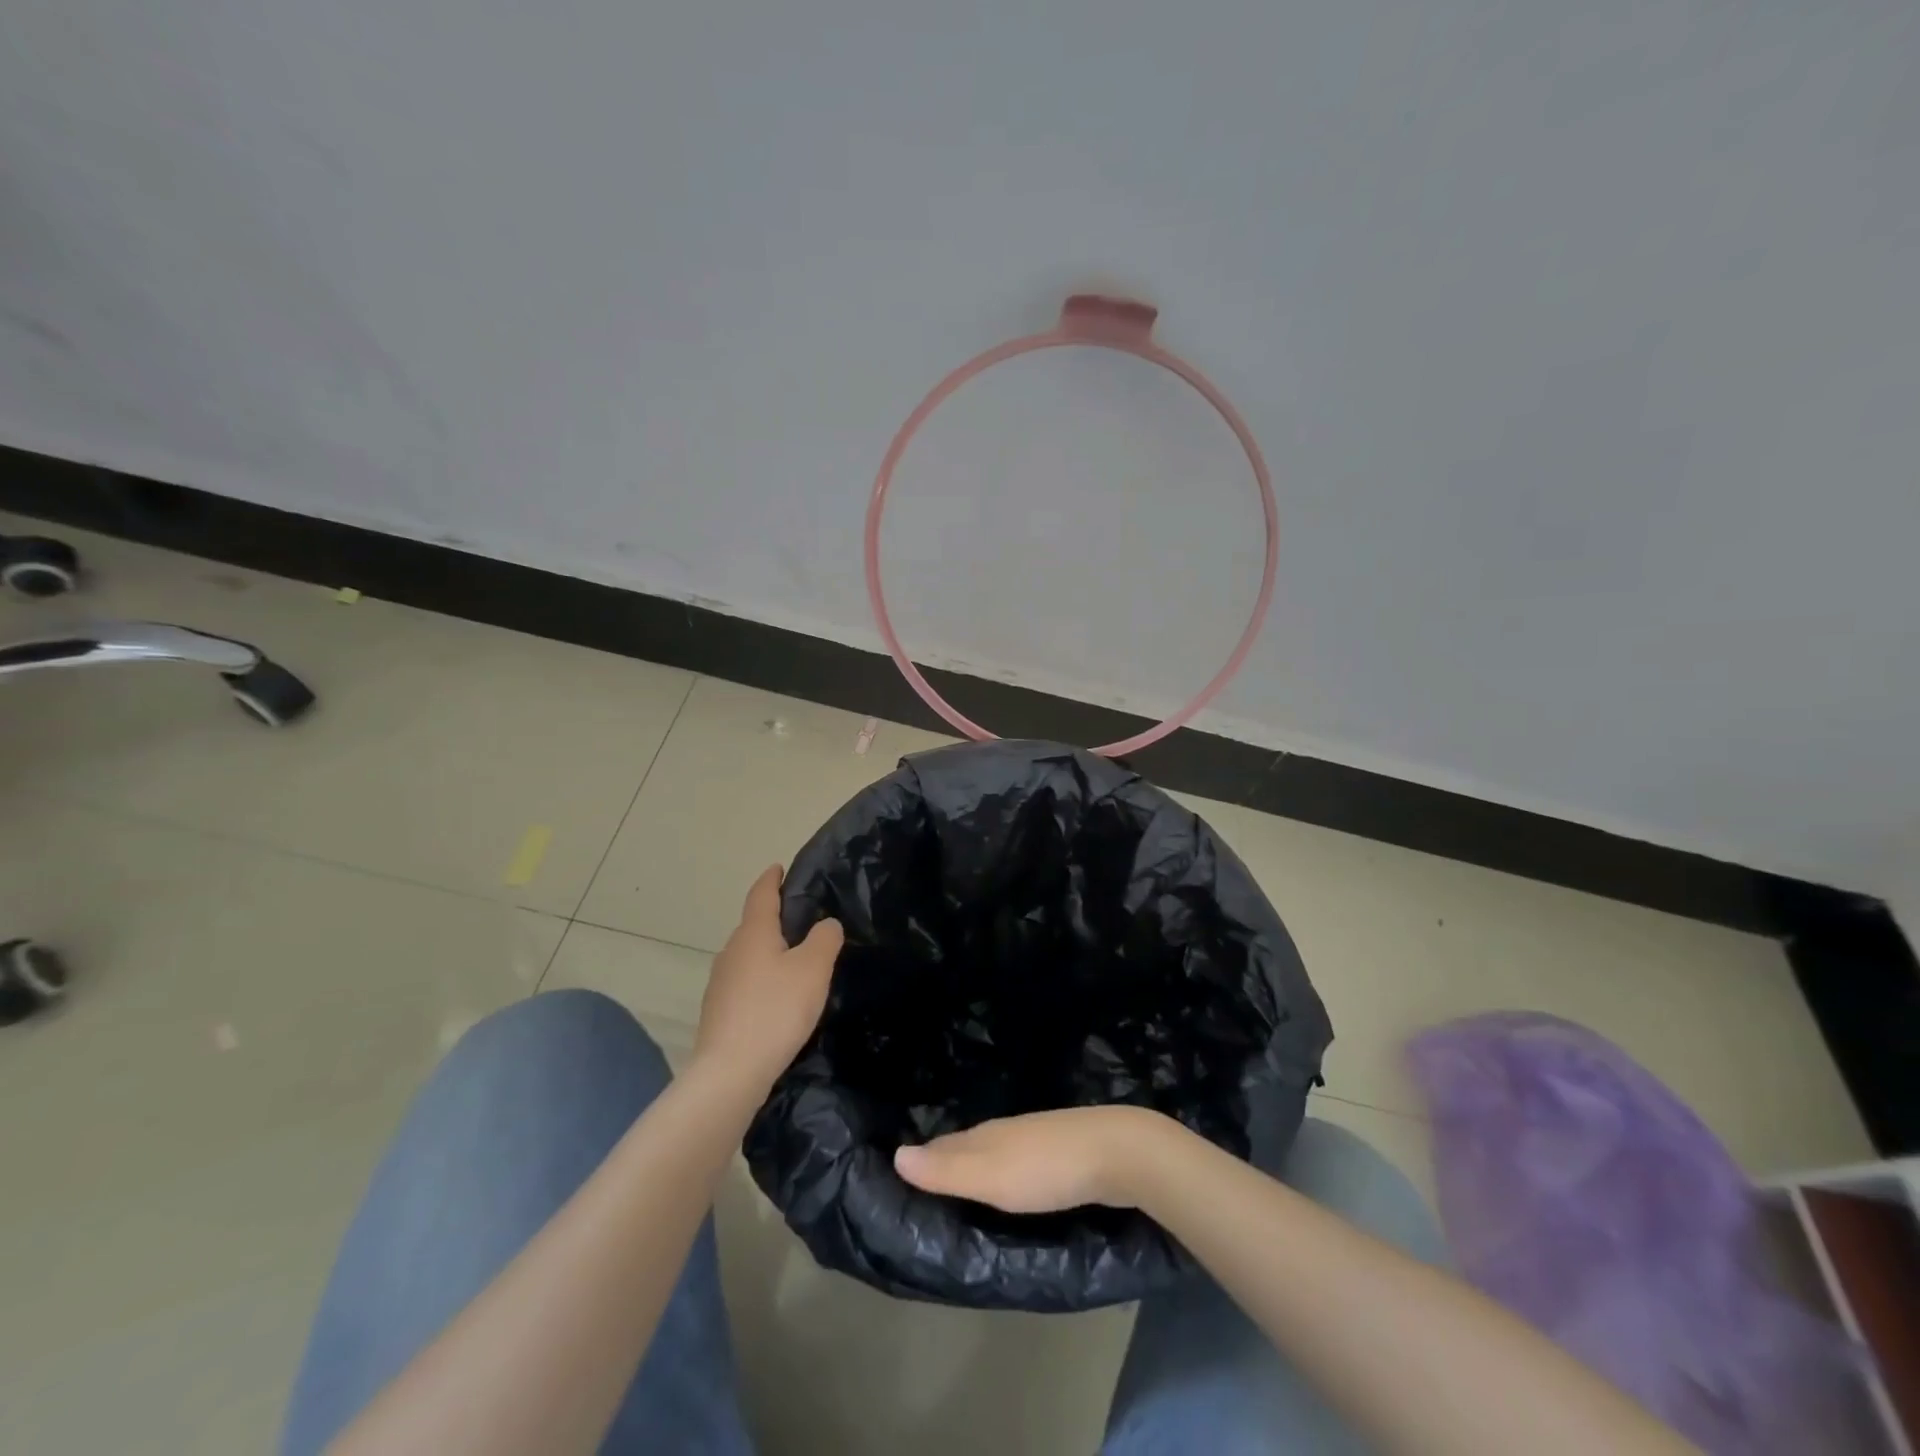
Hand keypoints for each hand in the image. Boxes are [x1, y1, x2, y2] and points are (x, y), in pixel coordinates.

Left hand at [695, 865, 843, 1091]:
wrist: (730, 1072)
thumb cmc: (775, 1010)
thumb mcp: (813, 969)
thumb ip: (825, 939)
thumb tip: (826, 924)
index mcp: (753, 933)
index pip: (761, 894)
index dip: (771, 879)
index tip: (778, 867)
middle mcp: (731, 951)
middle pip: (754, 925)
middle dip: (775, 919)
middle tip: (804, 921)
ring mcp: (720, 983)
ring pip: (749, 956)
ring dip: (769, 953)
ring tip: (796, 962)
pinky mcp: (719, 1012)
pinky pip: (745, 983)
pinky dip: (762, 981)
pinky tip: (778, 1000)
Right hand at [893, 1105, 1172, 1212]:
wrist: (1117, 1153)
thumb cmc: (1048, 1167)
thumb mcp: (991, 1176)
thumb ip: (946, 1171)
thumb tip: (895, 1155)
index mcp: (986, 1136)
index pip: (942, 1146)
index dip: (920, 1159)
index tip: (896, 1174)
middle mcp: (1005, 1132)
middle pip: (965, 1146)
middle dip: (944, 1161)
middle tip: (920, 1184)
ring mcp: (1035, 1139)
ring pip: (994, 1153)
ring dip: (975, 1168)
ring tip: (960, 1187)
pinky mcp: (1060, 1154)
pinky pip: (1019, 1163)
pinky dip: (1004, 1174)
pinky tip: (1009, 1187)